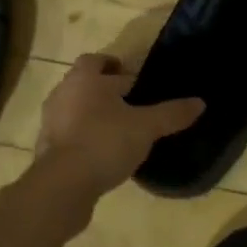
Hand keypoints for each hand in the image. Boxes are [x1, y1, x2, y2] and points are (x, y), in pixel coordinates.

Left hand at [35, 54, 203, 198]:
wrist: (62, 186)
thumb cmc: (104, 142)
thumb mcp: (146, 127)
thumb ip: (171, 113)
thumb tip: (200, 102)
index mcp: (84, 79)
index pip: (96, 60)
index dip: (114, 65)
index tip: (132, 78)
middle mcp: (62, 93)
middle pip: (84, 83)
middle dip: (104, 90)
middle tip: (129, 103)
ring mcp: (51, 122)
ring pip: (74, 108)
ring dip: (92, 114)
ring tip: (118, 130)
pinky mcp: (46, 149)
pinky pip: (68, 134)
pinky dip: (83, 138)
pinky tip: (102, 154)